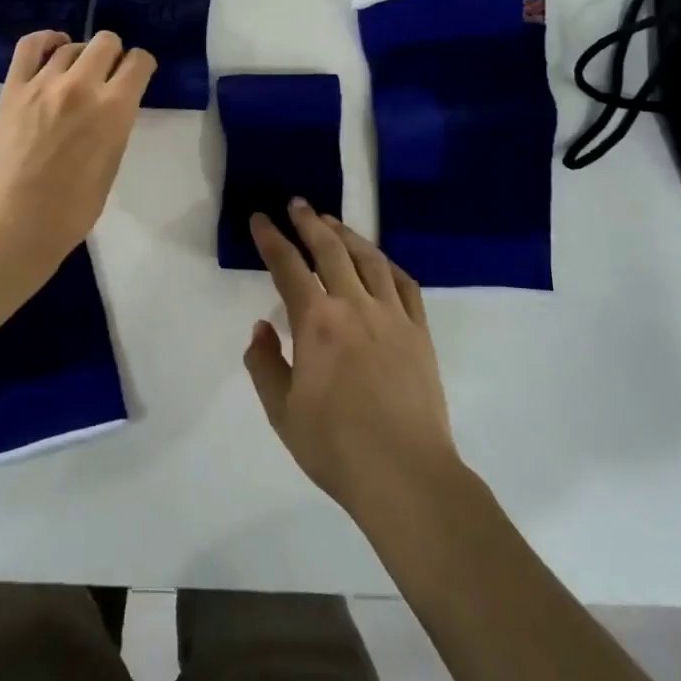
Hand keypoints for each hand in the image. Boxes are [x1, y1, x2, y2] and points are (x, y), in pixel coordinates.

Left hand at [0, 30, 155, 264]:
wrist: (14, 225)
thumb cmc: (72, 210)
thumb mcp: (112, 164)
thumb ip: (115, 125)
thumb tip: (112, 105)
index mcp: (114, 109)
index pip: (139, 63)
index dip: (142, 66)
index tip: (137, 76)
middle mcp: (82, 86)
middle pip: (106, 42)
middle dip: (114, 54)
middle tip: (108, 75)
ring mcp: (42, 84)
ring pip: (72, 45)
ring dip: (82, 55)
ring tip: (78, 72)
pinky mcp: (12, 89)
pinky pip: (30, 46)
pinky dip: (46, 40)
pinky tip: (53, 47)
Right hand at [245, 202, 459, 530]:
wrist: (405, 475)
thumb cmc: (336, 446)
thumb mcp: (282, 411)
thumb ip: (265, 364)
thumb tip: (262, 328)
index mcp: (317, 323)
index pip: (288, 267)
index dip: (271, 239)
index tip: (260, 219)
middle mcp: (355, 307)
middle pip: (330, 250)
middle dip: (309, 222)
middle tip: (297, 204)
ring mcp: (393, 317)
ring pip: (369, 259)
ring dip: (347, 235)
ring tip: (332, 222)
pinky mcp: (420, 333)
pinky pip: (405, 284)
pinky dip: (387, 264)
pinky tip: (379, 260)